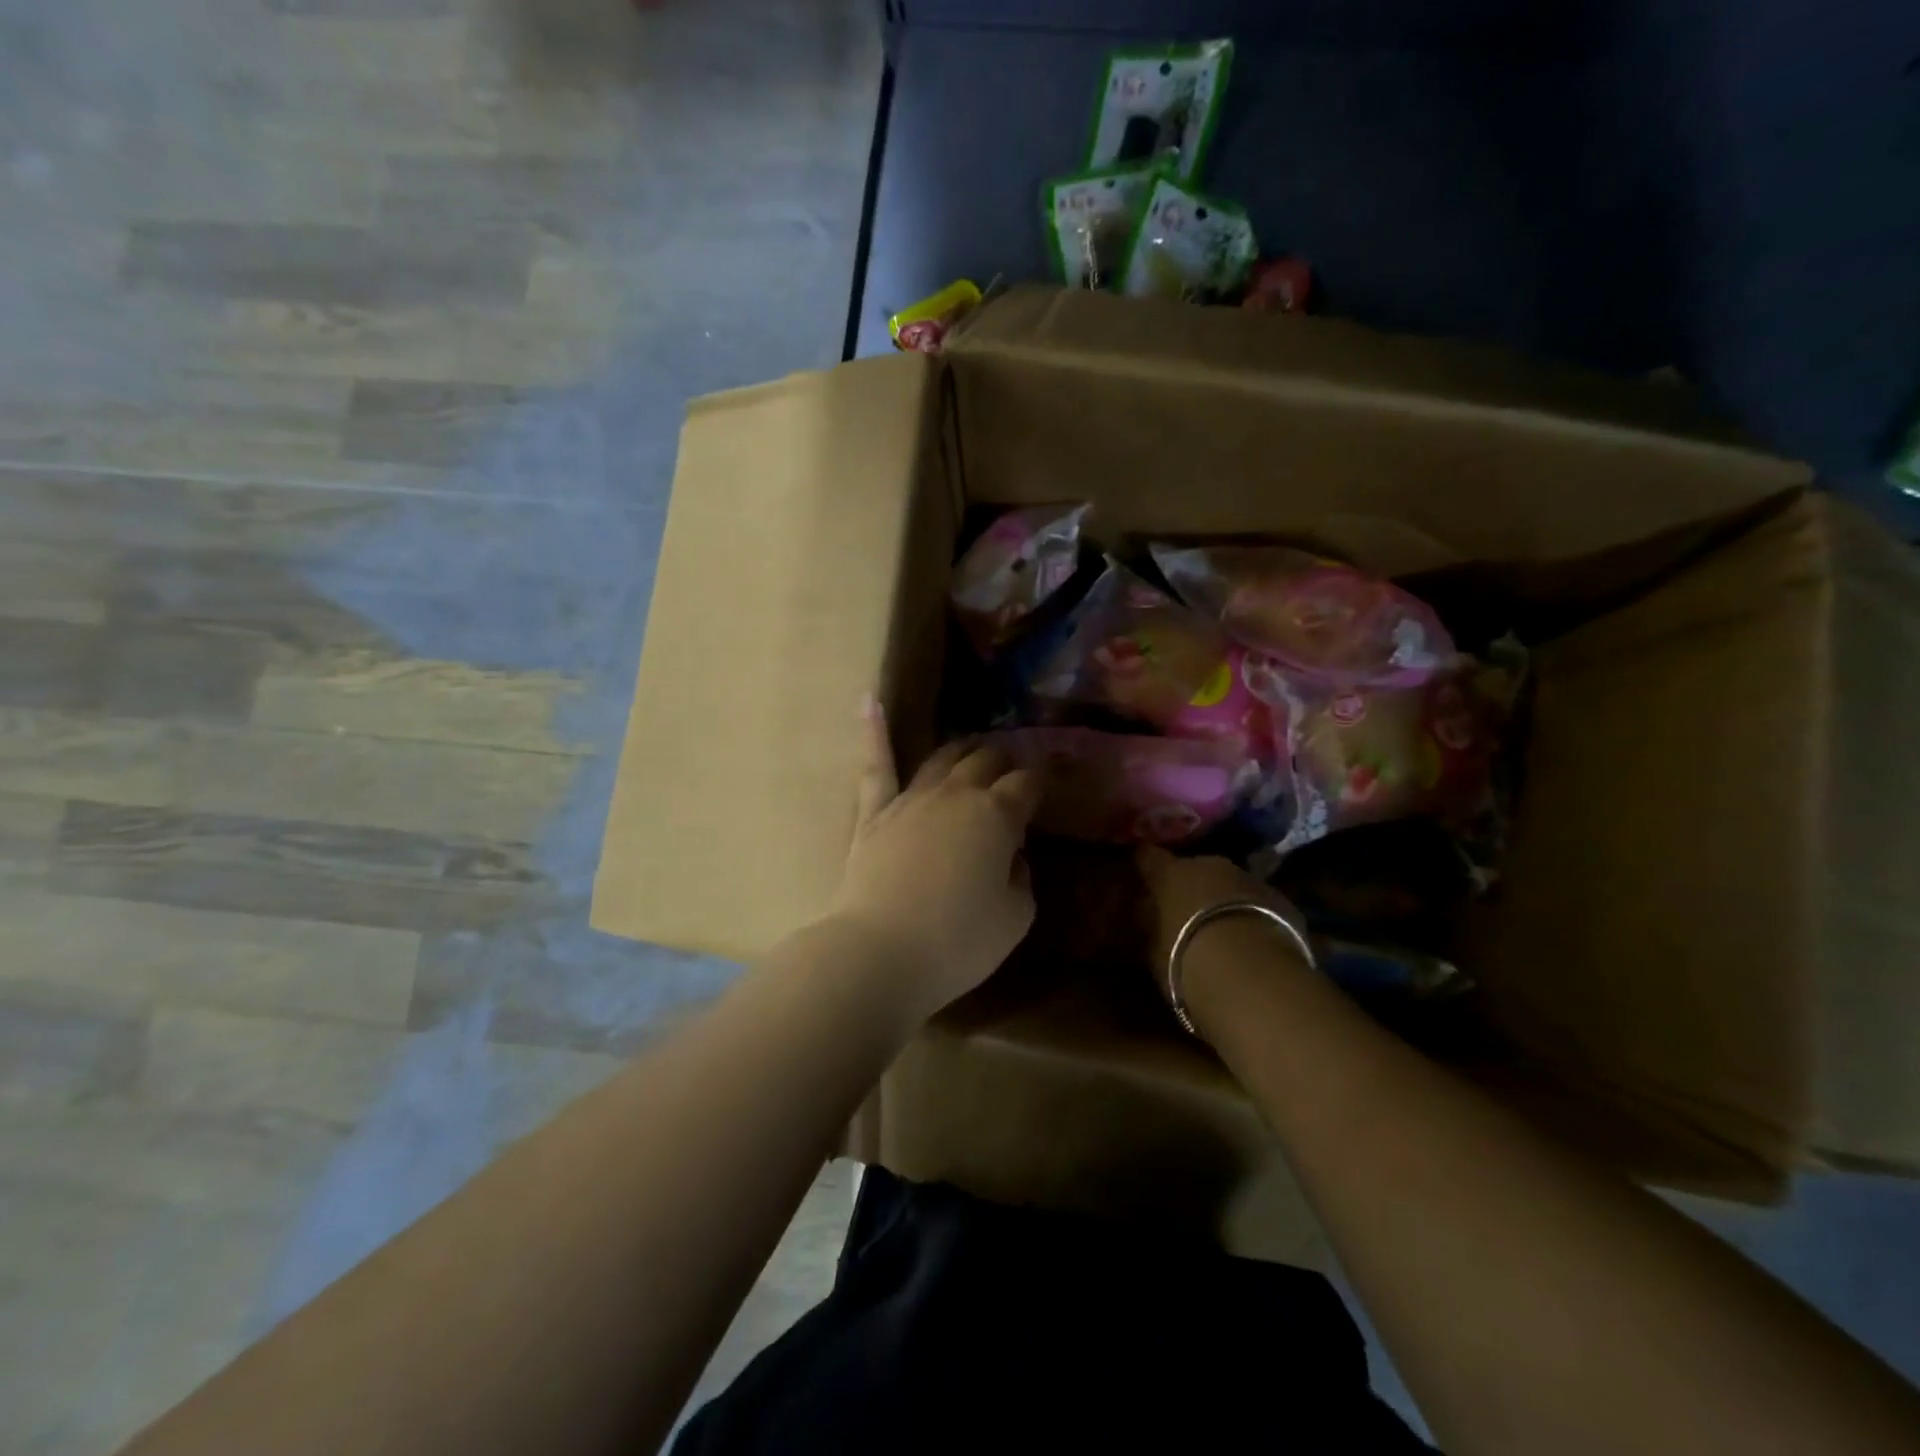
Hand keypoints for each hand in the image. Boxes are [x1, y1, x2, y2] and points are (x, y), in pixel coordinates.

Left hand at [827, 704, 1040, 1024]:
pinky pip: (875, 766)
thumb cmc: (958, 941)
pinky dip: (873, 730)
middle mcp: (956, 794)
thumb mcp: (1015, 917)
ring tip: (974, 745)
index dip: (1041, 778)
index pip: (1027, 784)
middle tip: (1014, 763)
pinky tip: (868, 699)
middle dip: (1005, 758)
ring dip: (963, 748)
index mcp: (996, 816)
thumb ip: (1021, 877)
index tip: (1050, 777)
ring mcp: (911, 799)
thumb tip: (1012, 855)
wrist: (881, 952)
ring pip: (942, 759)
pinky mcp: (873, 814)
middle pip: (986, 761)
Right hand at [1135, 847, 1309, 1017]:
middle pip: (1195, 868)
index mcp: (1171, 872)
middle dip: (1190, 886)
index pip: (1147, 856)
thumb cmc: (1186, 960)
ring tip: (1220, 929)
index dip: (1142, 864)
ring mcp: (1250, 879)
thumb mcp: (1152, 949)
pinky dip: (1252, 916)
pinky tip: (1252, 942)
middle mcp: (1210, 865)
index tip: (1137, 873)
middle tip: (1183, 910)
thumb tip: (1144, 915)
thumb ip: (1149, 926)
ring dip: (1223, 900)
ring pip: (1230, 884)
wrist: (1253, 976)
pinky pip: (1259, 904)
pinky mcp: (1283, 901)